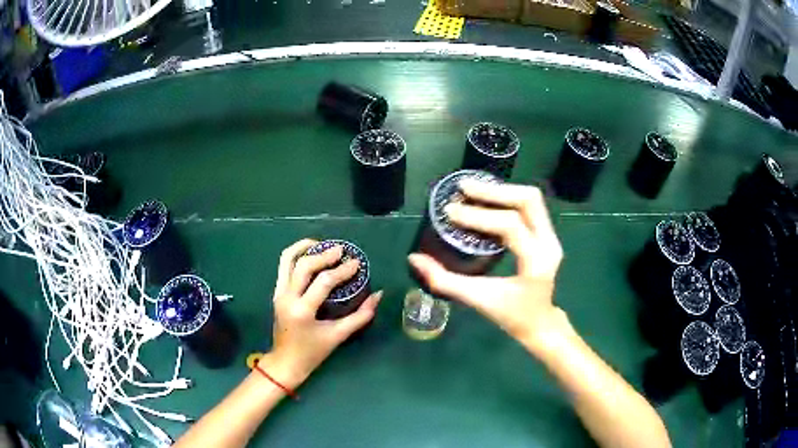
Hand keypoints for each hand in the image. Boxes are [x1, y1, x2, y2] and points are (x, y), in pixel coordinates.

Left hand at [261, 239, 381, 388]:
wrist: (285, 362)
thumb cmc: (313, 353)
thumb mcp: (338, 336)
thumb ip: (360, 316)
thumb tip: (378, 295)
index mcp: (303, 311)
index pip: (323, 282)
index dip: (342, 270)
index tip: (357, 263)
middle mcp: (287, 297)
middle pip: (303, 265)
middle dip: (324, 254)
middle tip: (341, 251)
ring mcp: (279, 293)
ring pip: (287, 259)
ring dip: (304, 248)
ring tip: (322, 244)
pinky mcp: (276, 292)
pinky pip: (284, 266)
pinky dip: (297, 256)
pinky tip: (311, 254)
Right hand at [408, 180, 564, 353]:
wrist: (539, 323)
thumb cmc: (511, 315)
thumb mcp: (477, 299)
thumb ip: (445, 280)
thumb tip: (415, 258)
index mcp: (536, 262)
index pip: (510, 226)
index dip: (479, 216)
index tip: (450, 212)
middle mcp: (549, 244)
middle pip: (528, 201)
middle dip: (494, 192)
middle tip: (463, 188)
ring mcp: (552, 237)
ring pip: (531, 199)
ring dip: (501, 191)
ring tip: (472, 190)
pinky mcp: (548, 234)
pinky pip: (530, 206)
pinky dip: (507, 199)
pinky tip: (486, 201)